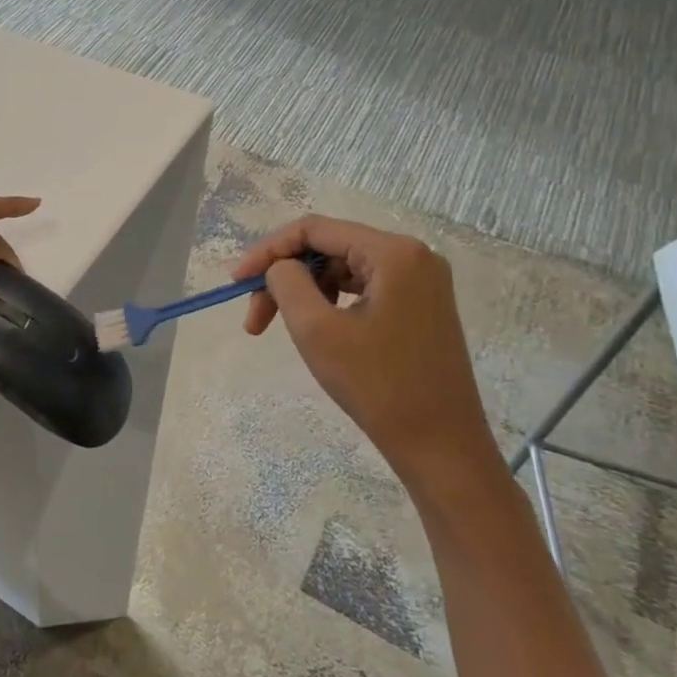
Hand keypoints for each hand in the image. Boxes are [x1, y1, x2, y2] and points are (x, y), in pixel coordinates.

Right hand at [233, 215, 495, 481]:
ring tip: (277, 328)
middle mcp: (413, 256)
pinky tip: (313, 328)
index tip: (235, 282)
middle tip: (254, 317)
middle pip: (327, 248)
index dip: (267, 250)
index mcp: (393, 253)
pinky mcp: (420, 306)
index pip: (314, 230)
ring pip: (341, 268)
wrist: (440, 446)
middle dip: (283, 276)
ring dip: (303, 292)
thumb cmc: (377, 385)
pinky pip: (361, 287)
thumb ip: (286, 282)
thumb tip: (279, 267)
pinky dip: (328, 302)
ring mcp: (420, 281)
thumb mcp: (316, 329)